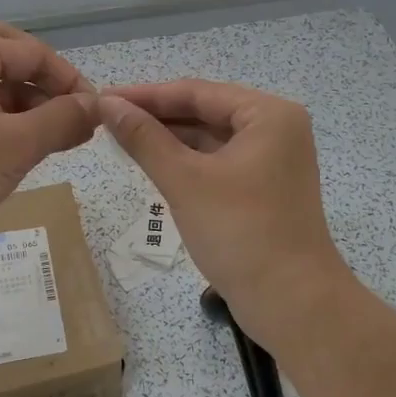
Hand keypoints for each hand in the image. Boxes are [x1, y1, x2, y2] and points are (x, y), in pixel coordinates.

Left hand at [0, 24, 98, 267]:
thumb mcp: (15, 145)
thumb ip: (61, 121)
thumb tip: (95, 106)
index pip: (32, 52)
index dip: (69, 80)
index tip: (95, 113)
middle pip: (8, 59)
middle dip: (43, 83)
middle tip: (68, 112)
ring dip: (27, 108)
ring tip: (56, 142)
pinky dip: (5, 127)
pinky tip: (22, 155)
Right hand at [97, 80, 351, 357]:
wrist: (293, 303)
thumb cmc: (240, 233)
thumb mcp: (184, 180)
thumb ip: (144, 138)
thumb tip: (107, 103)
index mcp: (269, 115)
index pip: (197, 92)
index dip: (146, 94)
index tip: (102, 96)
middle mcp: (276, 128)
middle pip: (205, 111)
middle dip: (156, 116)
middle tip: (106, 118)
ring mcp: (273, 160)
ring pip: (210, 138)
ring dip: (169, 139)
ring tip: (120, 137)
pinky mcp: (264, 187)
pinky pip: (218, 161)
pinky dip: (186, 162)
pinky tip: (152, 162)